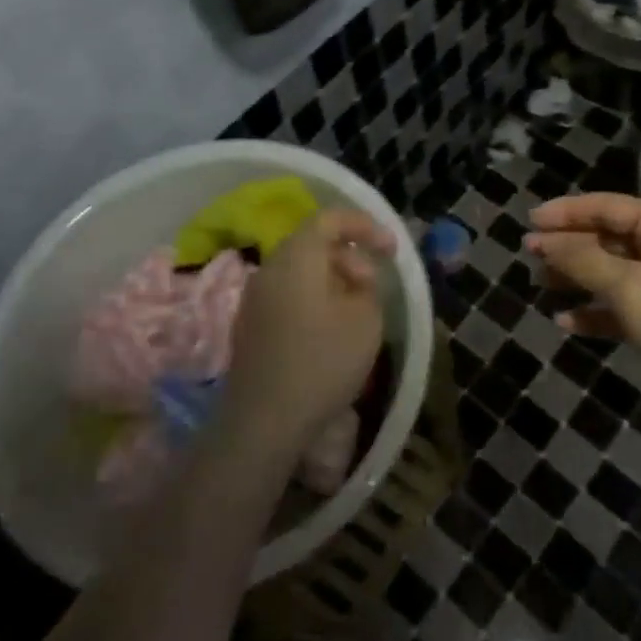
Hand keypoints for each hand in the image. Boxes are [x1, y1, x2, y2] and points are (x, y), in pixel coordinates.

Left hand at [218, 208, 392, 466]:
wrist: (264, 421)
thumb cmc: (322, 361)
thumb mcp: (366, 319)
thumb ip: (367, 287)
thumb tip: (354, 280)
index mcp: (297, 257)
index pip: (329, 219)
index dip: (364, 226)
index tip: (390, 249)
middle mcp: (270, 268)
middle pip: (312, 244)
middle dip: (349, 256)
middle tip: (373, 285)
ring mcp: (254, 299)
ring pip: (299, 272)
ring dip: (332, 280)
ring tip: (356, 310)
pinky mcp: (250, 327)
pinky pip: (287, 296)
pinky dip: (313, 299)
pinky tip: (329, 331)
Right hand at [528, 193, 640, 397]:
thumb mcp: (627, 286)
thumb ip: (582, 259)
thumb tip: (544, 240)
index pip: (605, 206)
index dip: (565, 212)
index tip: (528, 221)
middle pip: (608, 238)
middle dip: (568, 246)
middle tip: (528, 254)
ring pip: (613, 272)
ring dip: (578, 278)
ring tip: (541, 285)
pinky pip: (625, 306)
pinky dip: (597, 311)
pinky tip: (567, 322)